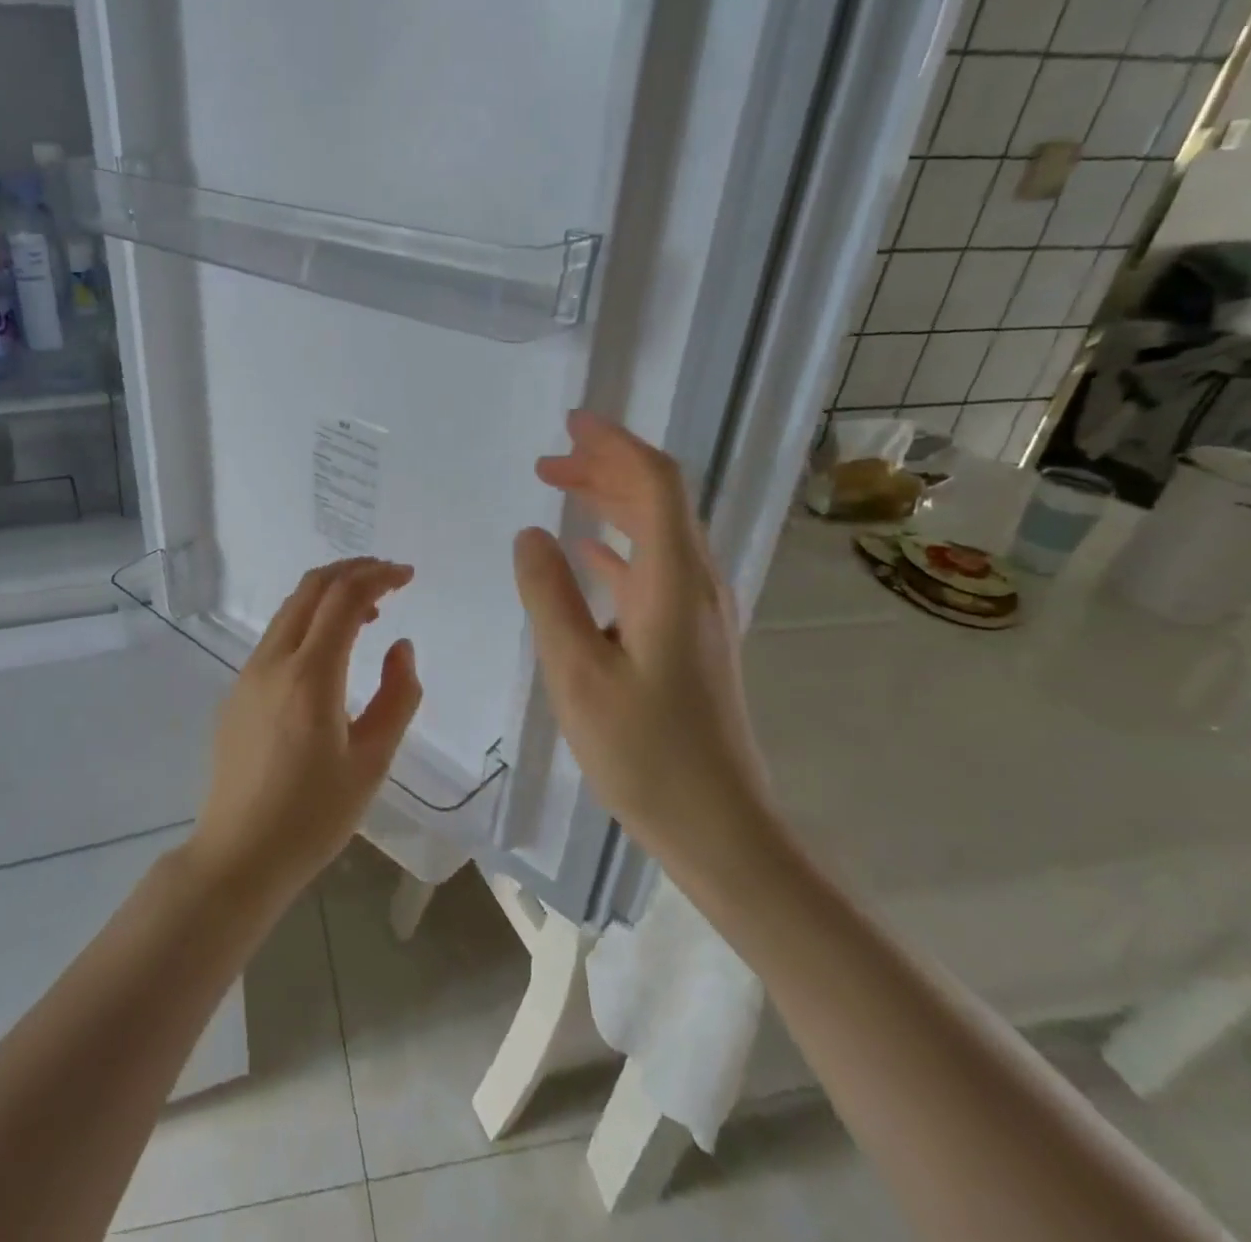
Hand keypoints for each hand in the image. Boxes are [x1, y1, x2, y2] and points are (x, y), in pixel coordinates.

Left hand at [186, 558, 422, 903]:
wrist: (239, 855)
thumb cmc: (314, 815)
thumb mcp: (372, 761)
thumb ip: (397, 697)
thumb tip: (400, 647)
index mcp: (310, 675)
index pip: (344, 598)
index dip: (379, 576)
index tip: (408, 576)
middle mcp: (273, 661)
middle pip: (311, 588)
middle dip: (352, 571)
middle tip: (389, 577)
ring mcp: (249, 674)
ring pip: (291, 610)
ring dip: (329, 595)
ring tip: (369, 611)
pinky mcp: (237, 691)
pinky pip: (277, 637)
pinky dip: (309, 622)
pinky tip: (330, 651)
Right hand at [512, 412, 781, 893]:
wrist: (719, 826)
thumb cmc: (644, 752)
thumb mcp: (577, 672)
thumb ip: (549, 595)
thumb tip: (531, 534)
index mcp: (672, 581)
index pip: (654, 483)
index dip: (614, 445)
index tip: (570, 424)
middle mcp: (695, 583)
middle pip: (658, 499)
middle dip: (605, 468)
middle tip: (548, 461)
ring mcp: (698, 611)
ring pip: (656, 532)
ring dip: (610, 503)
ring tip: (559, 491)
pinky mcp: (691, 637)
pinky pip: (654, 568)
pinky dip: (618, 545)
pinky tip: (587, 555)